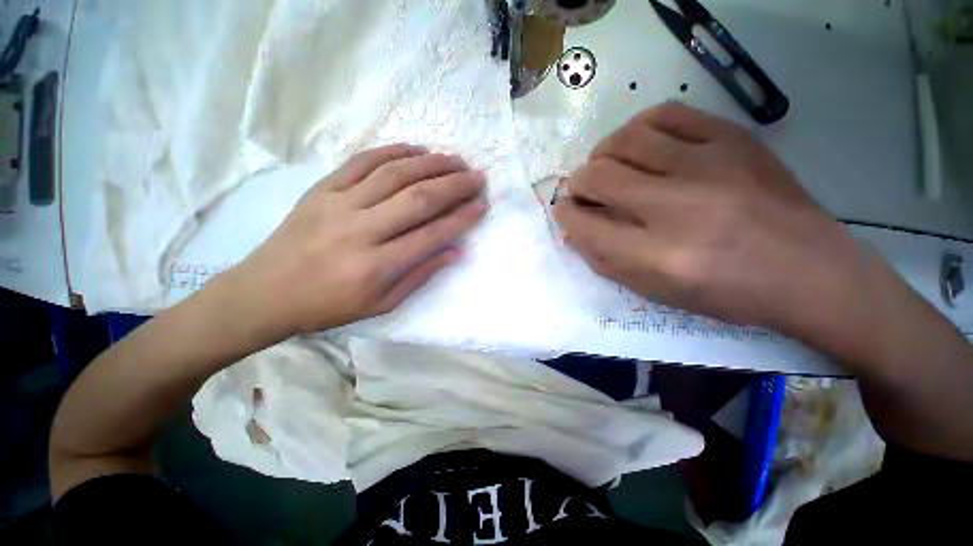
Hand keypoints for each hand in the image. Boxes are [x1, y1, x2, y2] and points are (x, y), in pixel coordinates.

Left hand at [222, 144, 487, 337]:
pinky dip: (392, 151)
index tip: (482, 205)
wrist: (265, 292)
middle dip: (454, 185)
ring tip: (454, 160)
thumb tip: (455, 251)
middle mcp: (361, 230)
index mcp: (377, 266)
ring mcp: (338, 204)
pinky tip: (415, 149)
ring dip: (430, 164)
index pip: (432, 235)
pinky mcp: (321, 189)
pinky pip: (361, 162)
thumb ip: (421, 276)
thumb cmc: (328, 306)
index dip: (461, 218)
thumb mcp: (382, 304)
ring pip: (394, 174)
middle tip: (476, 176)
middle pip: (418, 199)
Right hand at [554, 102, 884, 349]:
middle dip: (577, 184)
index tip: (564, 212)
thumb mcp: (654, 291)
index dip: (565, 217)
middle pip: (598, 176)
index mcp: (657, 256)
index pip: (585, 225)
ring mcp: (708, 165)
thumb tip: (572, 229)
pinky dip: (639, 127)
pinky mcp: (733, 139)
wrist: (807, 270)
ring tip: (606, 166)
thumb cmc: (725, 292)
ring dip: (602, 154)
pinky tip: (638, 143)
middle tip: (582, 190)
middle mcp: (677, 207)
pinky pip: (666, 115)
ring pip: (626, 139)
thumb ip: (604, 260)